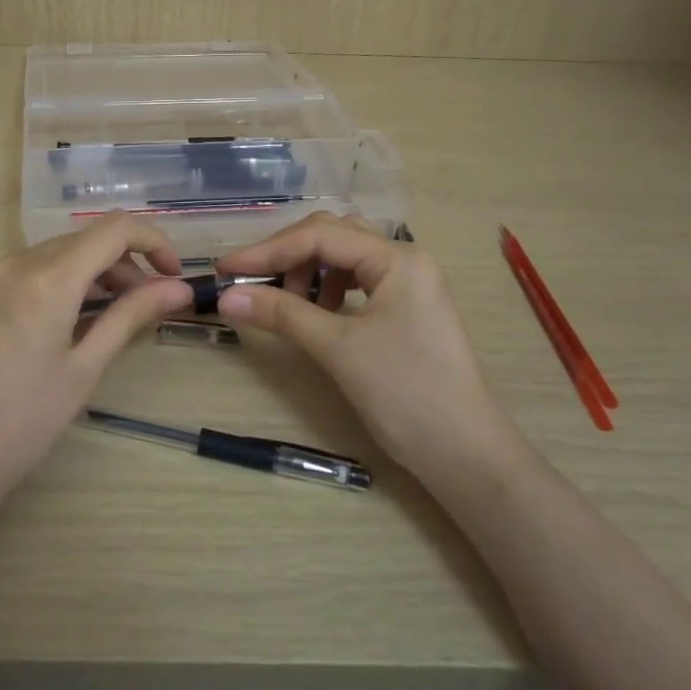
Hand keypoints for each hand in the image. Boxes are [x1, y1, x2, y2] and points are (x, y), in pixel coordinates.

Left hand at [0, 214, 192, 528]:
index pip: (115, 230)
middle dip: (119, 265)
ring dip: (79, 275)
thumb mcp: (83, 370)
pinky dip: (39, 285)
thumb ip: (130, 317)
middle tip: (137, 305)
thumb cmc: (21, 424)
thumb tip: (179, 289)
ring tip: (91, 317)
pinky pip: (9, 273)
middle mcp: (9, 263)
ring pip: (43, 257)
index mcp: (47, 279)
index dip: (153, 243)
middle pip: (79, 243)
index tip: (170, 275)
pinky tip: (38, 328)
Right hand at [214, 214, 513, 476]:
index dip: (267, 250)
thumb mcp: (338, 349)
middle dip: (287, 256)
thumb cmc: (405, 393)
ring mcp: (409, 282)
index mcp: (397, 258)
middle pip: (332, 236)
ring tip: (288, 303)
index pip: (319, 236)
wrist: (465, 453)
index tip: (225, 268)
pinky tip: (317, 313)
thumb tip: (226, 296)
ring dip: (307, 271)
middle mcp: (405, 258)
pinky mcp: (406, 307)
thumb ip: (281, 314)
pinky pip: (357, 280)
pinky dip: (327, 289)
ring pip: (344, 257)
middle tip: (251, 283)